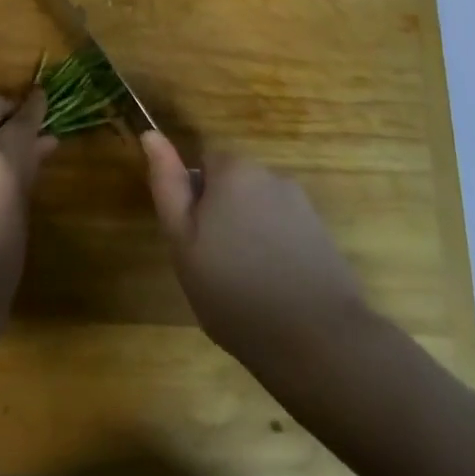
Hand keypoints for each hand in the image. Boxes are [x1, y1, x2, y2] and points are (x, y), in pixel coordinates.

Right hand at [142, 131, 380, 381]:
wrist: (317, 341)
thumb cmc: (233, 290)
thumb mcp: (182, 240)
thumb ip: (167, 183)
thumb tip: (151, 135)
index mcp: (234, 170)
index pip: (203, 163)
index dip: (193, 199)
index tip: (193, 238)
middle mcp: (271, 175)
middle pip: (233, 184)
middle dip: (221, 214)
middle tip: (213, 263)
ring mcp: (302, 205)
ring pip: (258, 209)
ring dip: (248, 232)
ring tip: (244, 281)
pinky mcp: (323, 234)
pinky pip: (284, 230)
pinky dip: (274, 250)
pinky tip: (273, 288)